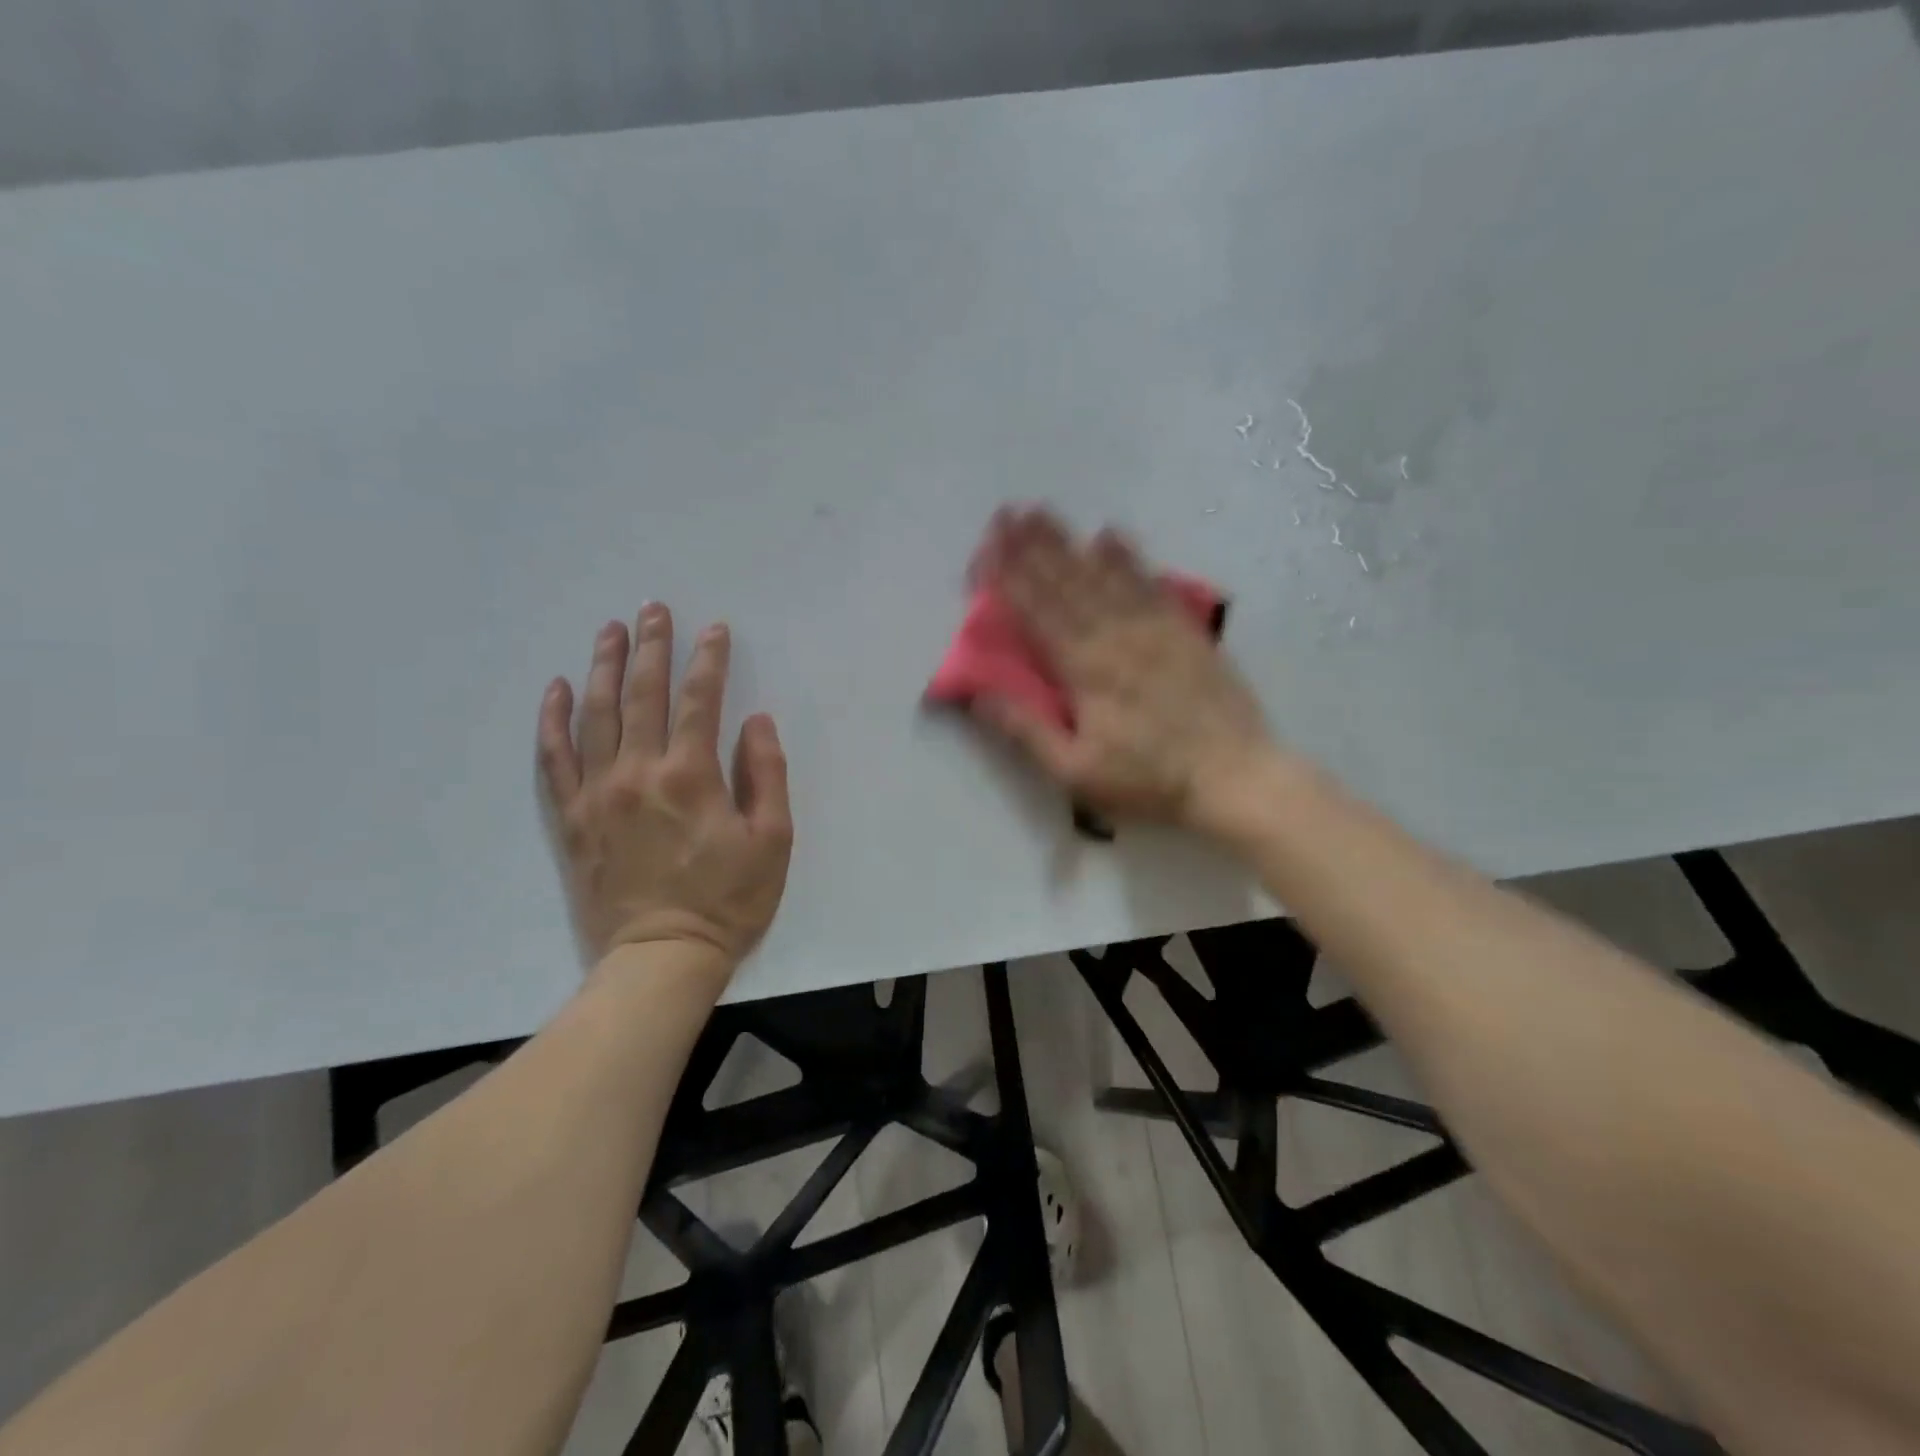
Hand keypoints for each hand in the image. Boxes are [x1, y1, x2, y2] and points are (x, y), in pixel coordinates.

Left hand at [537, 606, 792, 969]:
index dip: (709, 660)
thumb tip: (756, 723)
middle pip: (642, 694)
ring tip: (610, 630)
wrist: (660, 957)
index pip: (700, 700)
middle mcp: (638, 772)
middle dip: (652, 647)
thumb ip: (766, 775)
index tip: (714, 629)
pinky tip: (558, 688)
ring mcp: (597, 793)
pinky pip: (554, 758)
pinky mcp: (570, 818)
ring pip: (596, 714)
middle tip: (654, 609)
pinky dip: (554, 719)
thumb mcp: (773, 840)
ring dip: (605, 667)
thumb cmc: (728, 900)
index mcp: (691, 776)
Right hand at [968, 507, 1274, 828]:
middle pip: (1064, 582)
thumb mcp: (1075, 772)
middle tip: (1006, 513)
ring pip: (1101, 573)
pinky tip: (1110, 535)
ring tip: (1042, 512)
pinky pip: (1149, 581)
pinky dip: (1127, 556)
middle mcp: (1113, 634)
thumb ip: (1025, 730)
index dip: (1007, 578)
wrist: (1233, 775)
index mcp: (1082, 669)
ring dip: (1068, 541)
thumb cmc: (1148, 779)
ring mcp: (1152, 626)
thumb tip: (976, 694)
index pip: (1035, 612)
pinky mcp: (1184, 628)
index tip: (985, 548)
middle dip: (1030, 546)